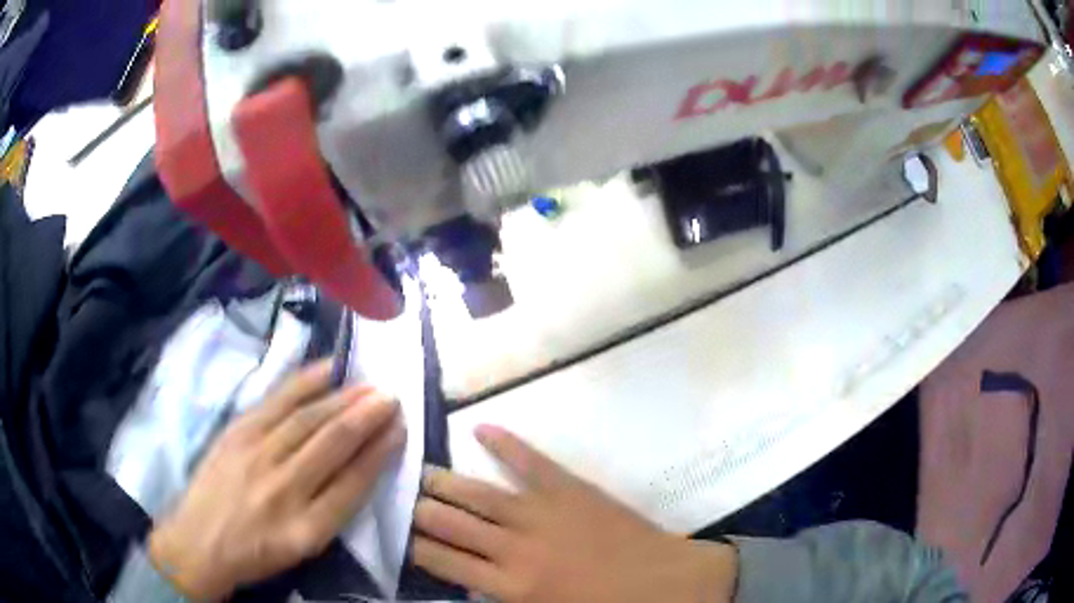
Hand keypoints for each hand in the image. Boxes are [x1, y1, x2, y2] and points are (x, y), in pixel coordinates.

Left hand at [148, 360, 405, 600]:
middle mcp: (284, 489)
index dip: (380, 452)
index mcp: (306, 529)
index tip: (400, 429)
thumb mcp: (302, 549)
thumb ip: (332, 511)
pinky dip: (304, 383)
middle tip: (392, 396)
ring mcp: (256, 456)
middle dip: (367, 417)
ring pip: (308, 419)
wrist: (199, 541)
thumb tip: (361, 467)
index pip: (354, 483)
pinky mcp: (236, 433)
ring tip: (369, 384)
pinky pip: (276, 402)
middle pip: (333, 443)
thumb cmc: (256, 552)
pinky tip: (325, 370)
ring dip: (343, 398)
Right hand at [413, 425, 736, 601]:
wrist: (667, 585)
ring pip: (478, 492)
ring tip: (421, 473)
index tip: (400, 536)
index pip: (442, 561)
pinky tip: (481, 427)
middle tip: (403, 501)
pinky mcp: (570, 488)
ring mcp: (542, 512)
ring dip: (445, 482)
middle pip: (449, 523)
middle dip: (420, 512)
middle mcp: (515, 546)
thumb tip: (467, 585)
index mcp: (509, 587)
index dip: (414, 547)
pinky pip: (530, 461)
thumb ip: (500, 602)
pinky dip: (506, 443)